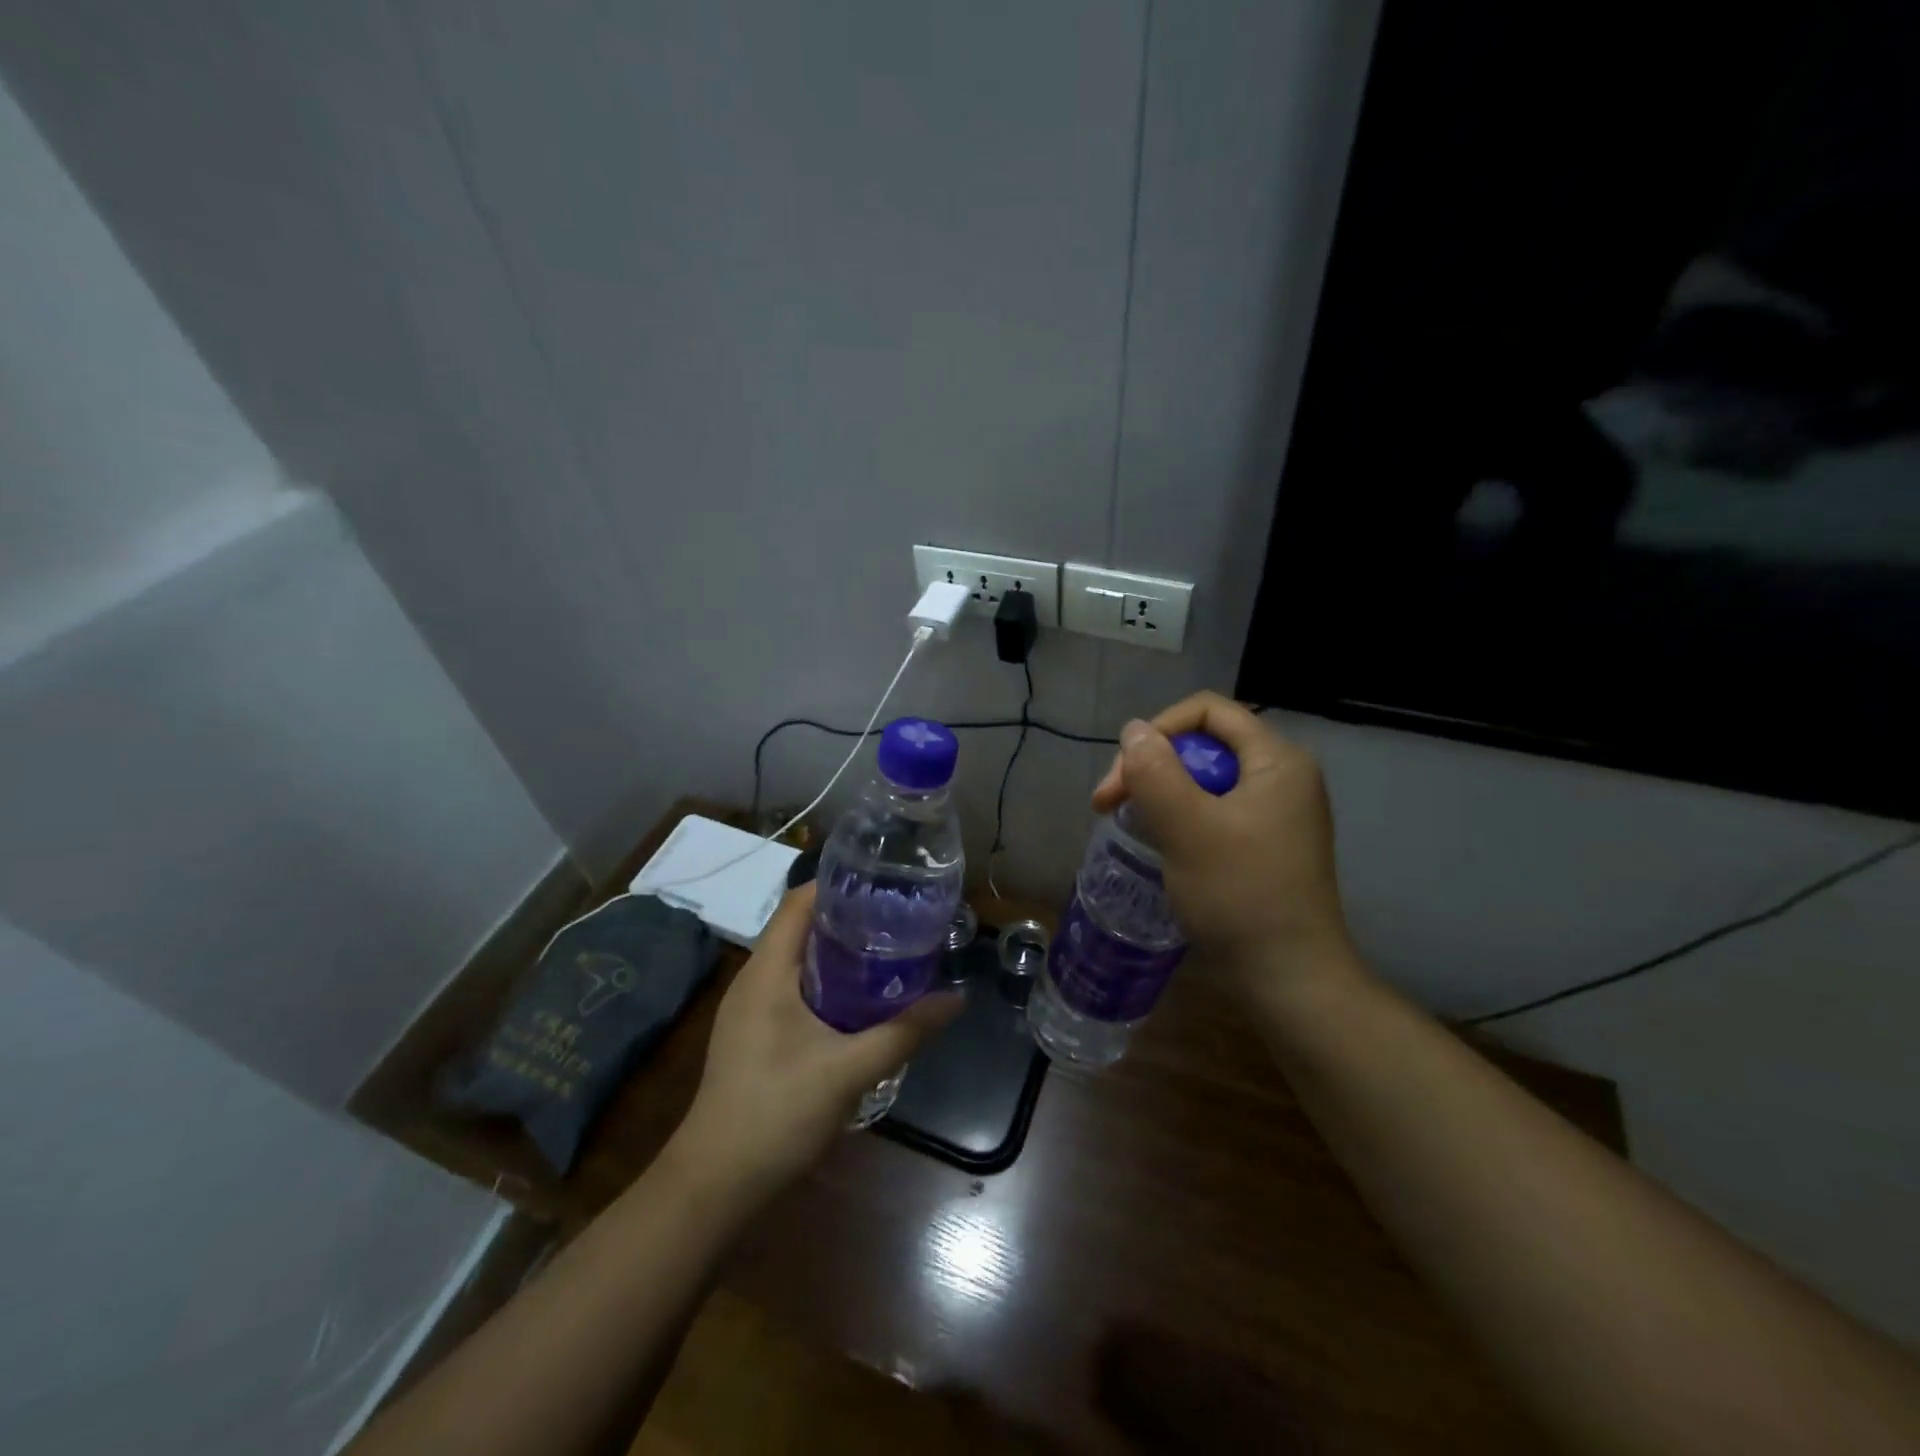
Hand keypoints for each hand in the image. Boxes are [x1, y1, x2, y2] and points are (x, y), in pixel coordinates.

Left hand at [669, 883, 961, 1198]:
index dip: (839, 885)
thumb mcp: (848, 1070)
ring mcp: (749, 1010)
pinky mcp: (753, 1035)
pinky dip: (827, 982)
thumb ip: (904, 1032)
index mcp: (766, 971)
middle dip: (848, 918)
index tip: (885, 885)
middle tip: (899, 918)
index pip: (799, 902)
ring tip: (888, 951)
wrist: (715, 1184)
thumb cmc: (776, 1113)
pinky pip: (793, 989)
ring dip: (839, 952)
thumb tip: (956, 999)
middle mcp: (753, 980)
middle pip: (801, 928)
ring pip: (798, 961)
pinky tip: (859, 1001)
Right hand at [1092, 692, 1355, 988]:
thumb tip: (1133, 730)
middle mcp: (1283, 777)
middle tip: (1108, 806)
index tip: (1123, 774)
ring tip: (1127, 825)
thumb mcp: (1187, 827)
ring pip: (1204, 781)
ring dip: (1160, 794)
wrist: (1290, 980)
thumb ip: (1155, 771)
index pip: (1208, 711)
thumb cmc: (1240, 895)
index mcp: (1277, 760)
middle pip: (1203, 745)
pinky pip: (1214, 811)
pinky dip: (1180, 818)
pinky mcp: (1266, 845)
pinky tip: (1159, 844)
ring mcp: (1277, 814)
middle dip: (1151, 767)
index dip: (1158, 730)